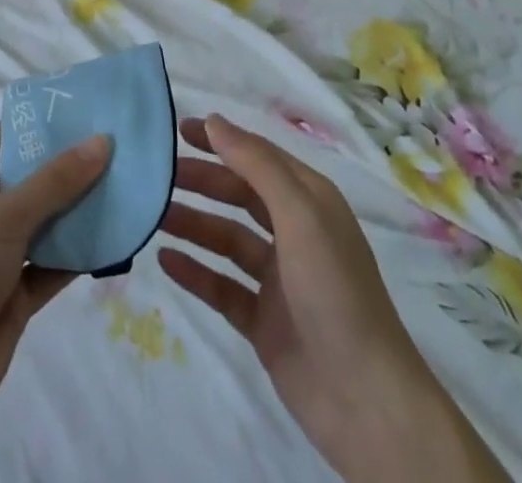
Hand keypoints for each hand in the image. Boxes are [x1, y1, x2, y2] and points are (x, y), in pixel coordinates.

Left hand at [0, 123, 111, 432]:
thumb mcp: (6, 215)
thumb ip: (57, 180)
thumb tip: (102, 141)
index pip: (5, 137)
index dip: (43, 125)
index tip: (88, 112)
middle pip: (29, 179)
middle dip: (69, 168)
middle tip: (117, 148)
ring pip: (43, 222)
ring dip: (77, 211)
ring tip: (125, 187)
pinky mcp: (12, 293)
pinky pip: (50, 264)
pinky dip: (77, 254)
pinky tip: (114, 239)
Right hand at [160, 115, 506, 482]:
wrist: (366, 401)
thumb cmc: (335, 290)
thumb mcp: (299, 214)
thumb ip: (256, 164)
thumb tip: (214, 120)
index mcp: (309, 201)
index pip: (258, 156)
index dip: (221, 139)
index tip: (178, 129)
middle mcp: (294, 232)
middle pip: (239, 195)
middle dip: (202, 181)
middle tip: (158, 175)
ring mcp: (278, 279)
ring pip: (227, 239)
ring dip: (193, 224)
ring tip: (155, 216)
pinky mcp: (264, 321)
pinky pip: (222, 286)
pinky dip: (195, 272)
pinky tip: (165, 261)